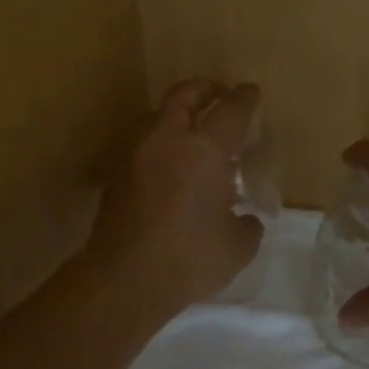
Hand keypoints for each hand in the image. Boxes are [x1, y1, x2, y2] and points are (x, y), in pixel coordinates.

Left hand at [85, 79, 265, 318]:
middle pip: (184, 95)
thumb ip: (246, 224)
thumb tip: (244, 219)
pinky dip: (162, 147)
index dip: (245, 98)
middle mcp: (167, 140)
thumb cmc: (189, 259)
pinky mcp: (116, 176)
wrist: (123, 280)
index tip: (252, 92)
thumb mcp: (238, 247)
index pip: (231, 110)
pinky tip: (173, 171)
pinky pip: (145, 148)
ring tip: (195, 136)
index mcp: (204, 149)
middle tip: (220, 93)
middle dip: (205, 88)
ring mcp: (136, 155)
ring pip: (158, 118)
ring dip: (179, 117)